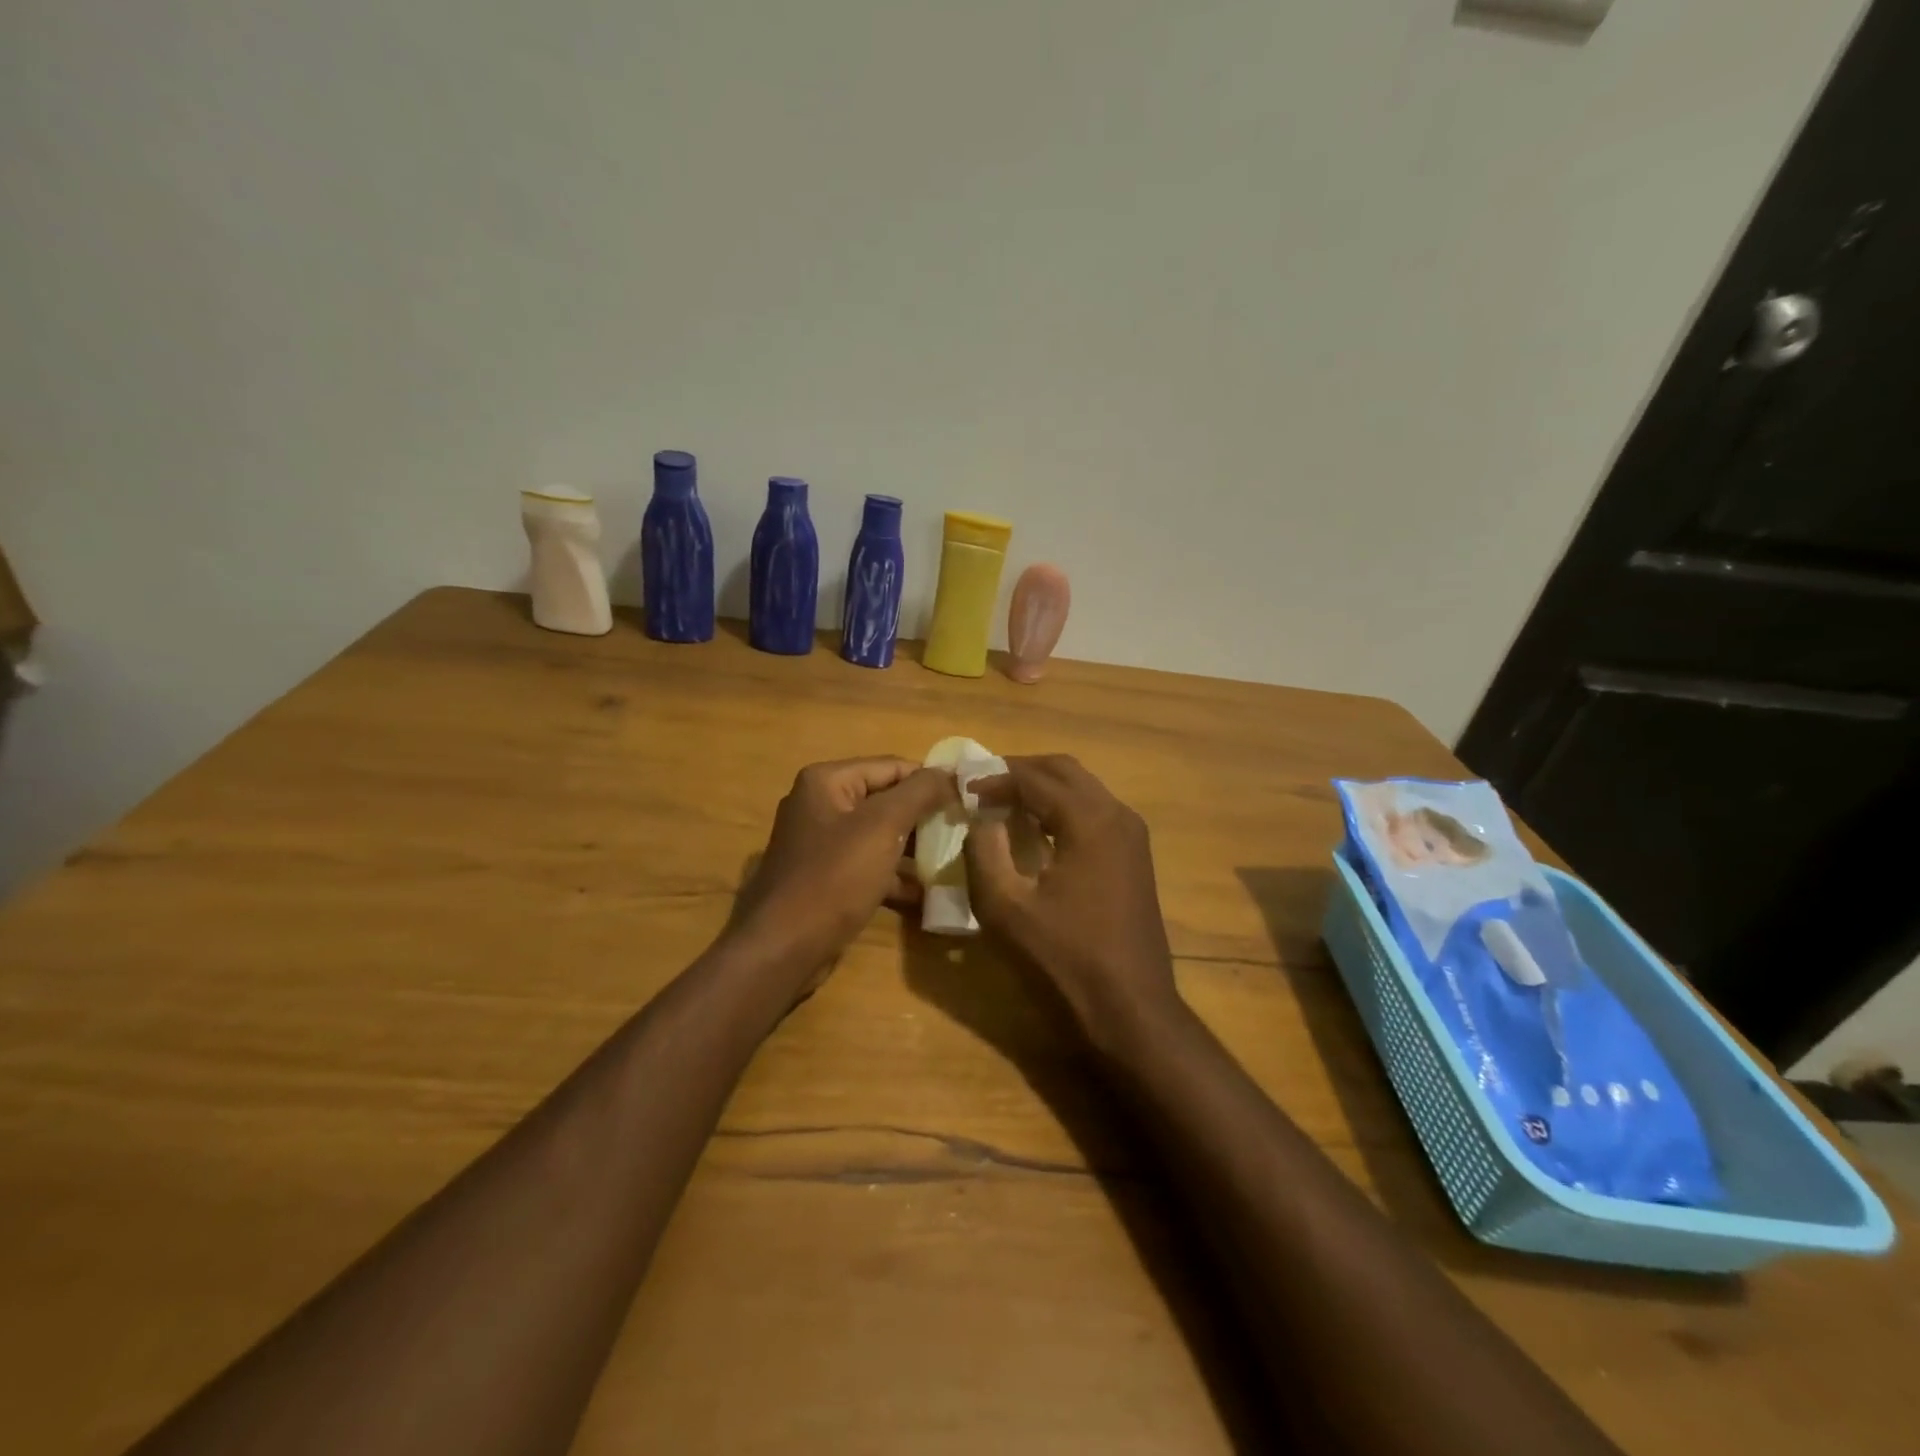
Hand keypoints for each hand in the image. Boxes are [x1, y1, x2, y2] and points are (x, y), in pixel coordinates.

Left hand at [733, 757, 957, 983]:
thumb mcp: (882, 827)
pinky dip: (895, 877)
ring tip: (953, 862)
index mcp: (827, 782)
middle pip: (885, 800)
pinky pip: (868, 866)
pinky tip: (927, 895)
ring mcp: (820, 844)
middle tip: (964, 832)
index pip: (892, 767)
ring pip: (879, 836)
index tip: (968, 800)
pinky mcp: (825, 879)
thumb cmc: (833, 878)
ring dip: (914, 849)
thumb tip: (950, 773)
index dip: (931, 781)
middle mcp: (819, 805)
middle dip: (924, 817)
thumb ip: (920, 793)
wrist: (782, 949)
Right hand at [963, 755, 1182, 1049]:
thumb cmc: (1064, 959)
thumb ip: (984, 852)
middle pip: (1064, 771)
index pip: (1034, 779)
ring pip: (1083, 788)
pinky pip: (1094, 811)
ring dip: (1043, 788)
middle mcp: (1117, 815)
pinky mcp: (1135, 856)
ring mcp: (1132, 835)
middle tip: (983, 785)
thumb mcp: (1005, 907)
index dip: (994, 779)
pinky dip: (1062, 808)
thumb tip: (981, 820)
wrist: (1130, 1008)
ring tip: (1004, 803)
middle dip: (1021, 771)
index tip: (962, 789)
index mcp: (1089, 820)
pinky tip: (1036, 831)